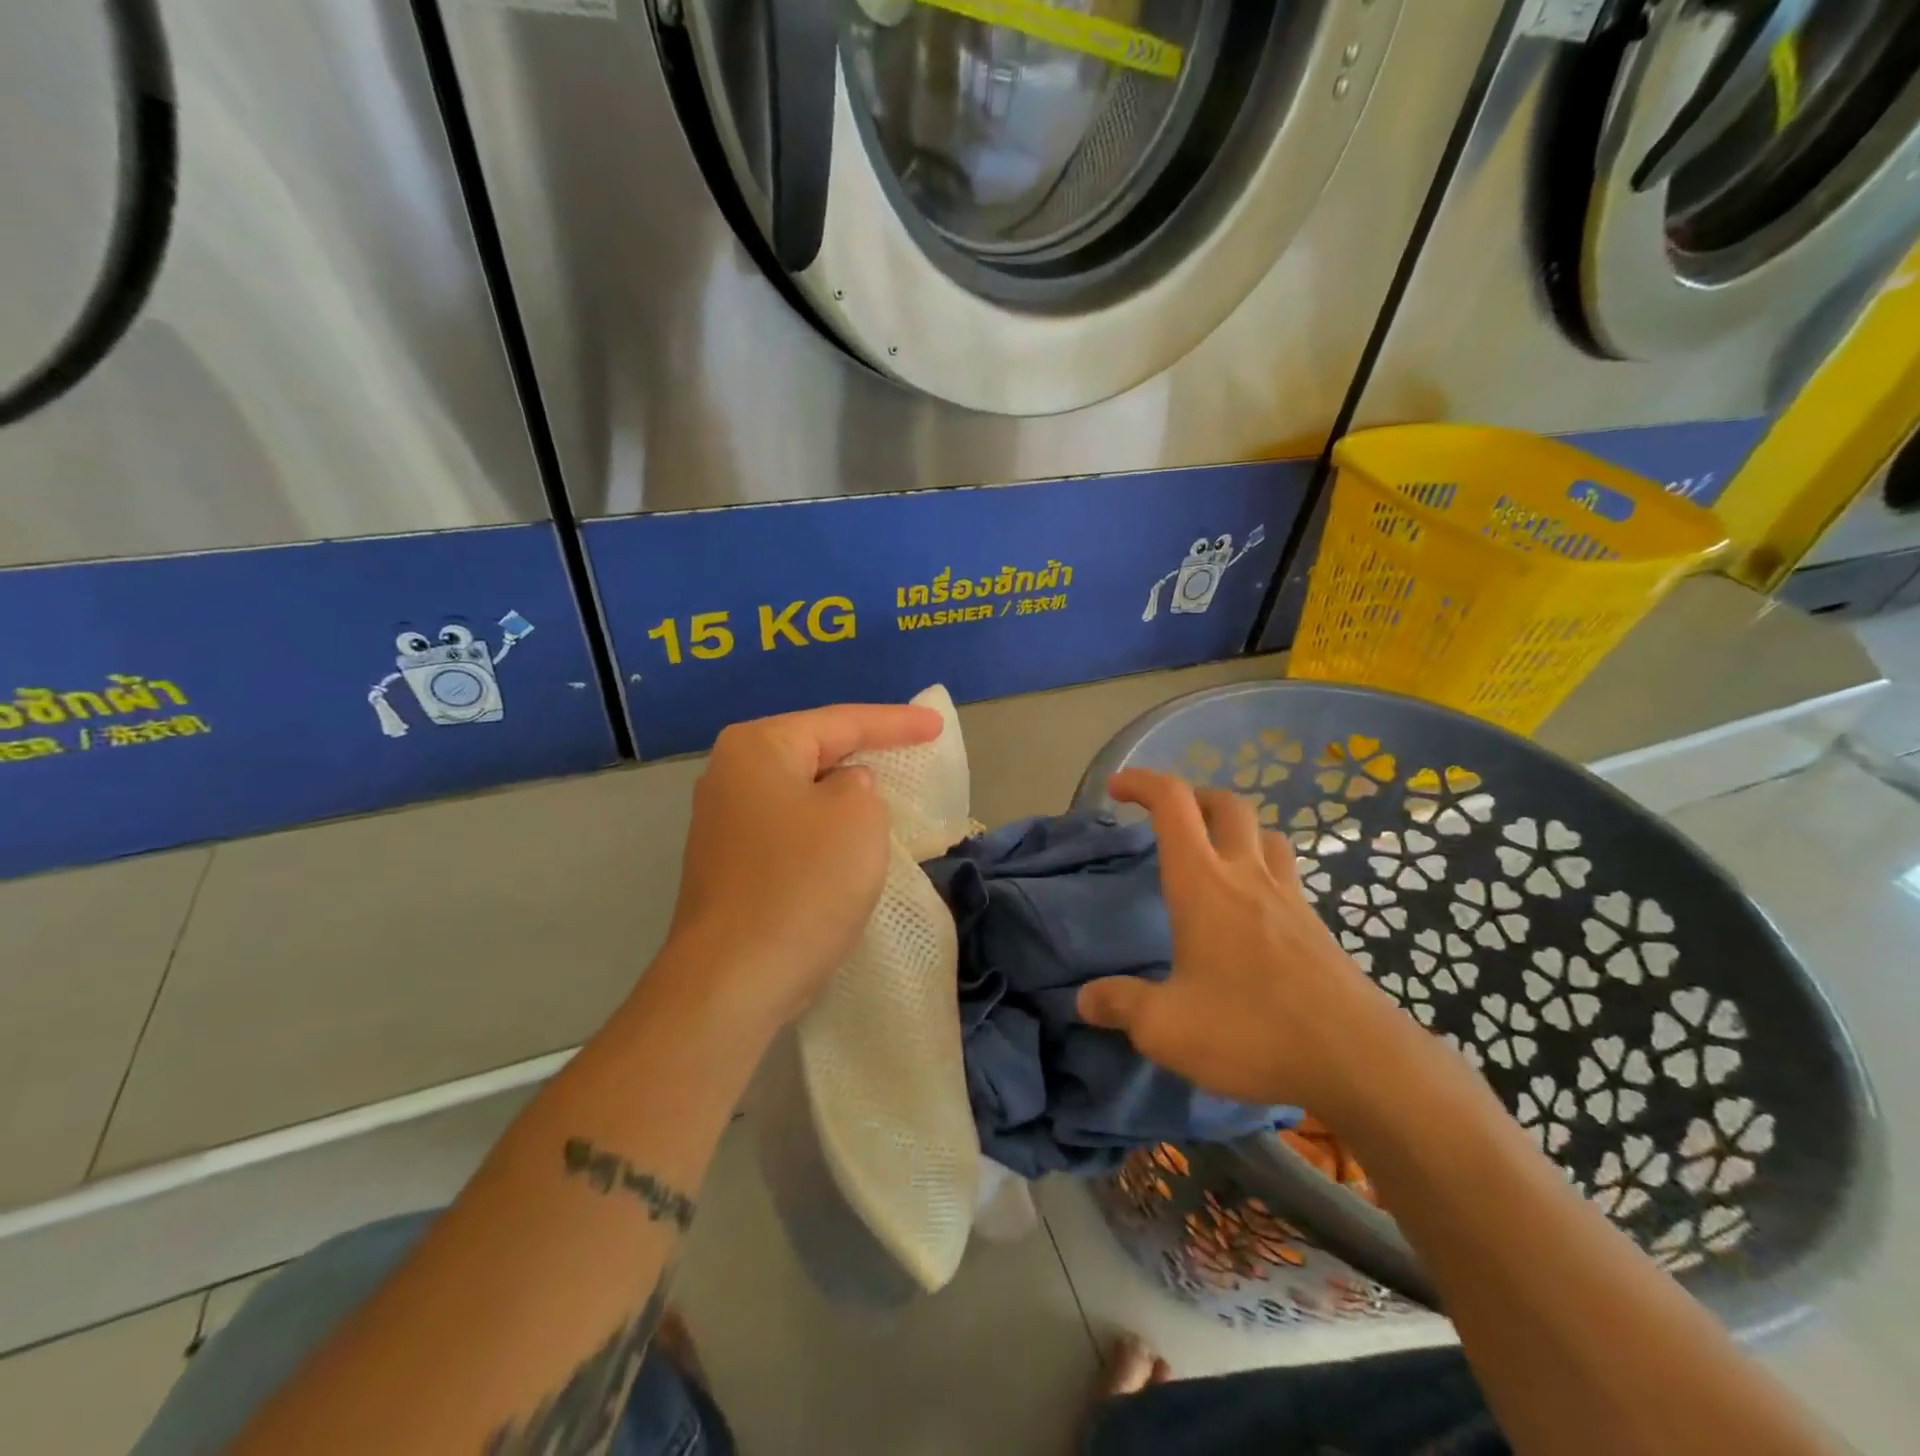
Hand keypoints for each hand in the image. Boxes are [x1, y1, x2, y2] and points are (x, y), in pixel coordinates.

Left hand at [663, 702, 942, 1029]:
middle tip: (913, 748)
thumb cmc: (803, 885)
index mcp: (758, 747)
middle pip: (815, 750)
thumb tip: (841, 791)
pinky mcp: (729, 863)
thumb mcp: (858, 818)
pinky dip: (824, 827)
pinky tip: (849, 839)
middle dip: (865, 751)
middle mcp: (730, 774)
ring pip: (802, 792)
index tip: (936, 725)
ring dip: (844, 794)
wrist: (733, 981)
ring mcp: (723, 821)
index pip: (841, 721)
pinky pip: (791, 827)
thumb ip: (860, 785)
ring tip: (887, 789)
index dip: (896, 722)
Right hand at [1076, 769, 1420, 1112]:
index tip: (1116, 789)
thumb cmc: (1251, 1030)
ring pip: (1265, 834)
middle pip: (1226, 804)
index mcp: (1203, 883)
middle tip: (1168, 818)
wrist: (1358, 1060)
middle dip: (1192, 796)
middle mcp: (1247, 876)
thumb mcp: (1166, 1027)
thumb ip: (1121, 1006)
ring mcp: (1289, 898)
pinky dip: (1262, 869)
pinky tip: (1251, 912)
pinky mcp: (1317, 927)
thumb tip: (1084, 999)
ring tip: (1213, 853)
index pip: (1173, 804)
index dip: (1142, 783)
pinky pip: (1286, 875)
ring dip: (1235, 828)